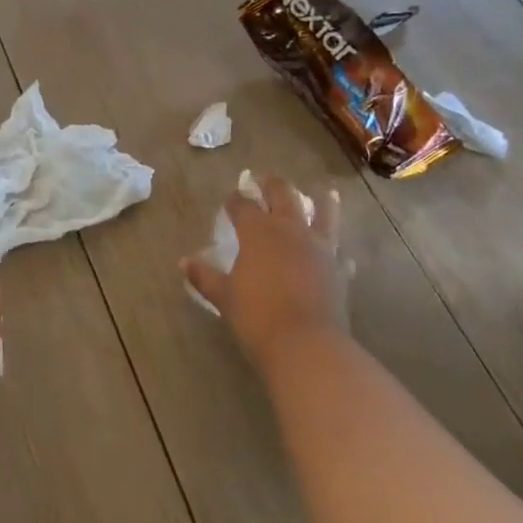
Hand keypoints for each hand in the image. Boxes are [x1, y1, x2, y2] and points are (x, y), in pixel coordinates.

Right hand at [182, 174, 347, 376]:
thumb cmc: (256, 316)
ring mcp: (319, 247)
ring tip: (323, 192)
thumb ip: (204, 276)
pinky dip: (335, 247)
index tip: (230, 199)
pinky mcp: (338, 268)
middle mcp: (290, 230)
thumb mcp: (224, 296)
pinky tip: (336, 249)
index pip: (243, 205)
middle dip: (272, 184)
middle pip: (283, 195)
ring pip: (323, 213)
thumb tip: (184, 262)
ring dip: (321, 201)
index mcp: (258, 232)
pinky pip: (338, 250)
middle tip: (264, 178)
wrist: (305, 344)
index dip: (235, 200)